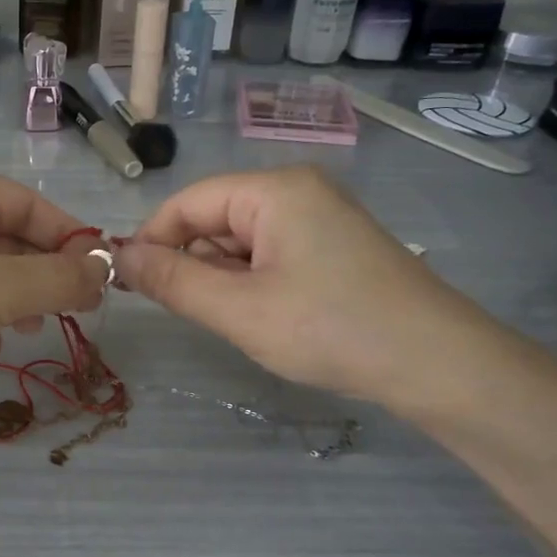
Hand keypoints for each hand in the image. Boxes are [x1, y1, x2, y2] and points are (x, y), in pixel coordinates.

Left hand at [0, 171, 112, 395]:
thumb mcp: (1, 288)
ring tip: (35, 328)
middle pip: (5, 237)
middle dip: (43, 271)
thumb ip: (59, 277)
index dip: (67, 233)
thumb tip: (105, 269)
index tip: (99, 271)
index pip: (25, 201)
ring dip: (16, 298)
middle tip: (77, 307)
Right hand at [113, 166, 488, 404]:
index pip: (187, 202)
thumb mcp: (239, 310)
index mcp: (274, 190)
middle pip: (214, 219)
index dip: (151, 240)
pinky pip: (270, 255)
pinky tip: (261, 317)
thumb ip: (172, 281)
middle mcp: (297, 192)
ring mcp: (320, 219)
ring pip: (241, 241)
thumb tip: (117, 255)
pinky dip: (251, 283)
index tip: (127, 283)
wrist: (440, 365)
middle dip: (190, 263)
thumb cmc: (331, 329)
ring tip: (230, 320)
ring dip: (221, 278)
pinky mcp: (334, 248)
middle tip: (183, 312)